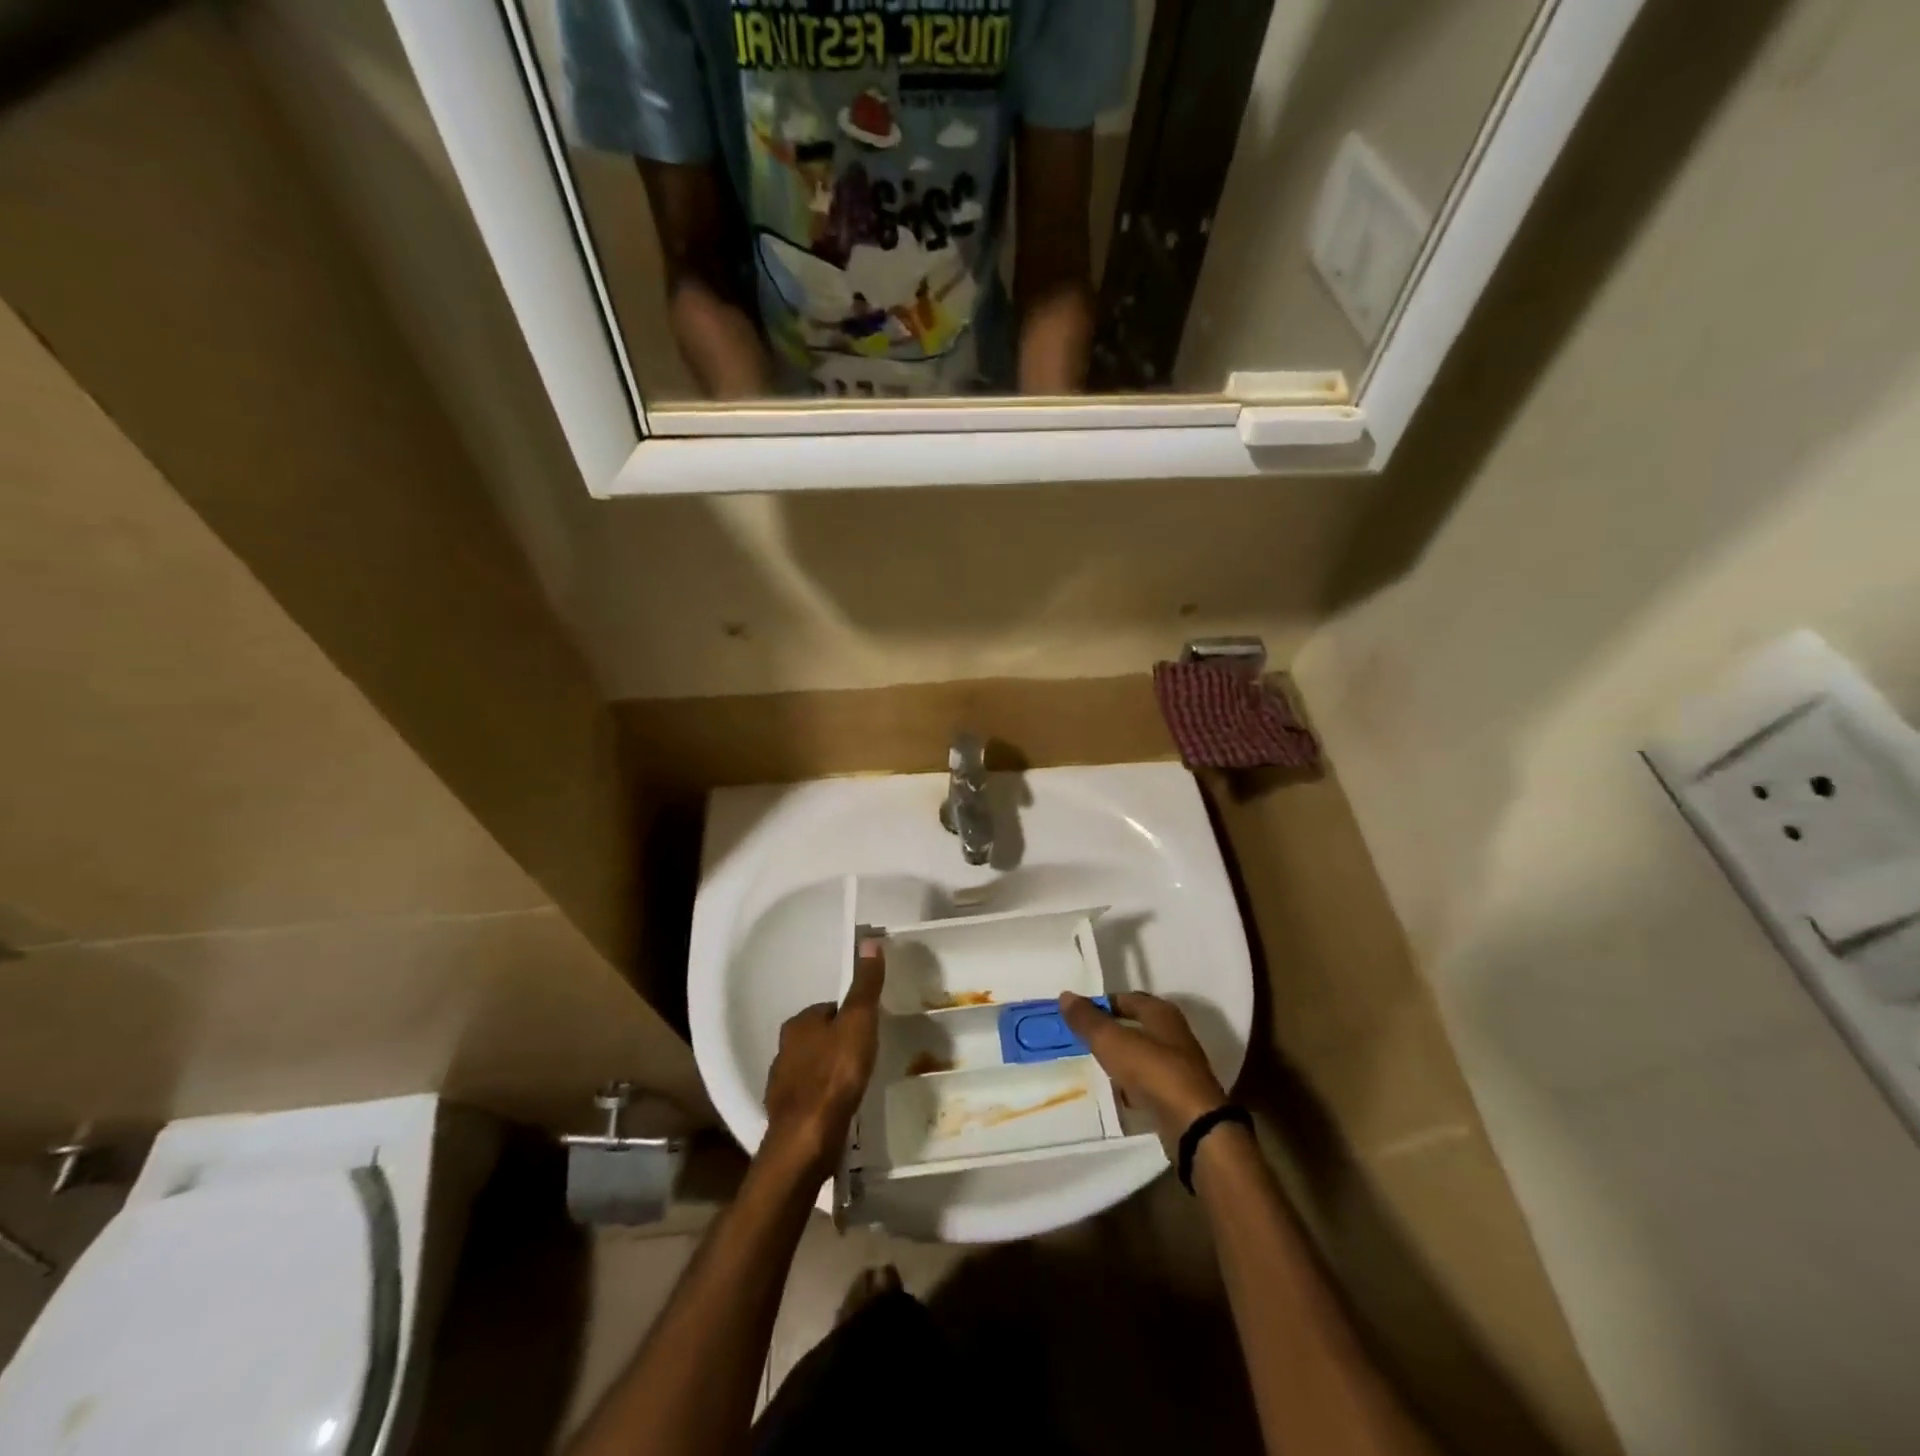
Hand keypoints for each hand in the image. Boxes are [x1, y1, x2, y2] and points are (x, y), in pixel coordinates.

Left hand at [762, 939, 885, 1179]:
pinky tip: (840, 1107)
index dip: (850, 1015)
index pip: (828, 1008)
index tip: (869, 1027)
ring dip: (830, 1071)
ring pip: (812, 1067)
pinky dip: (824, 1097)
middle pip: (819, 1037)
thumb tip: (870, 941)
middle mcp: (783, 1049)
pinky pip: (810, 1096)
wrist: (806, 1139)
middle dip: (839, 1043)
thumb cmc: (835, 1075)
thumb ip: (865, 985)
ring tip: (856, 1082)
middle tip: (866, 1055)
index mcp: (799, 1023)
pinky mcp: (786, 1114)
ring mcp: (781, 1084)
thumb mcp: (859, 1022)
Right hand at [1059, 991, 1226, 1156]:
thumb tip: (1065, 996)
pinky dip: (1133, 1084)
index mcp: (1162, 1013)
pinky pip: (1149, 1082)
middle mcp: (1174, 1035)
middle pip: (1137, 1026)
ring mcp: (1180, 1067)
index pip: (1127, 998)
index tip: (1079, 1014)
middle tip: (1084, 1038)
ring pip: (1143, 1055)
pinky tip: (1118, 1093)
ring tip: (1096, 1064)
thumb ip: (1088, 1020)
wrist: (1193, 1125)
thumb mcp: (1111, 1041)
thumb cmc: (1152, 1071)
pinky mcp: (1180, 1096)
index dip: (1103, 1003)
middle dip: (1112, 1030)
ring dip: (1122, 1058)